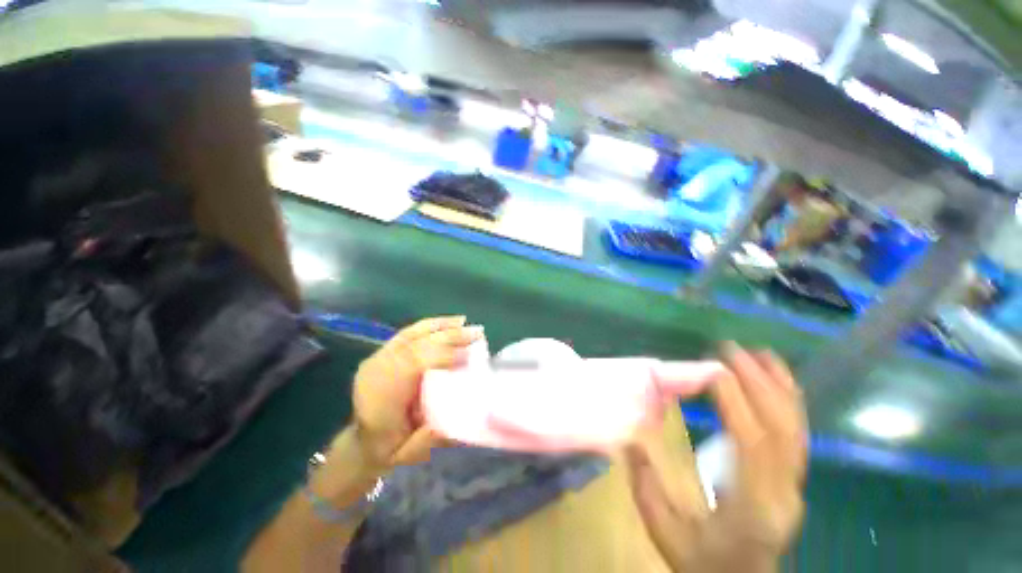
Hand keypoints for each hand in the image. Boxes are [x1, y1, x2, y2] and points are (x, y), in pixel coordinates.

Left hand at [351, 316, 483, 469]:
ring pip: (411, 334)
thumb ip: (436, 433)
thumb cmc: (393, 449)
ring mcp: (377, 358)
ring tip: (464, 323)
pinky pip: (408, 333)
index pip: (411, 365)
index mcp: (380, 398)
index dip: (442, 355)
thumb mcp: (414, 451)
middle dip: (448, 336)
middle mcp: (376, 370)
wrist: (364, 444)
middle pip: (415, 344)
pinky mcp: (383, 352)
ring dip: (441, 326)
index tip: (469, 355)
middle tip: (476, 333)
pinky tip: (447, 323)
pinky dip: (429, 326)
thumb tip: (468, 409)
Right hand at [627, 343, 807, 571]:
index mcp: (753, 507)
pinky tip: (777, 381)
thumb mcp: (665, 533)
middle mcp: (783, 492)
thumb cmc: (703, 564)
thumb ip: (647, 488)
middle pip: (781, 429)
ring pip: (795, 429)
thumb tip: (630, 440)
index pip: (752, 444)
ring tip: (761, 353)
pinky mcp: (793, 480)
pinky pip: (796, 435)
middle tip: (732, 349)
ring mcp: (794, 486)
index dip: (736, 402)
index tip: (712, 369)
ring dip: (779, 386)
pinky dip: (789, 402)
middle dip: (758, 383)